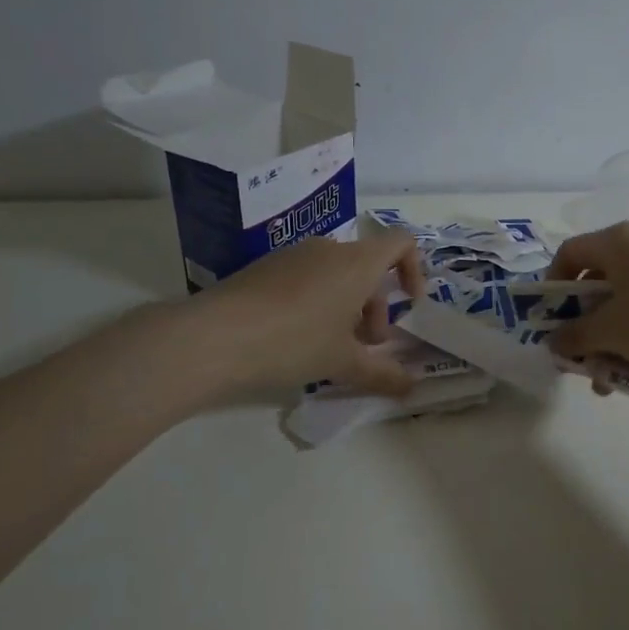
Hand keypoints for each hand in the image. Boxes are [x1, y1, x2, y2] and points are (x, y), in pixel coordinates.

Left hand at [200, 232, 424, 397]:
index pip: (401, 242)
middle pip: (368, 266)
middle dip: (376, 305)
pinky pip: (307, 277)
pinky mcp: (265, 267)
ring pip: (336, 274)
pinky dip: (317, 302)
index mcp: (357, 262)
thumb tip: (412, 386)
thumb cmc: (294, 342)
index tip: (409, 304)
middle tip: (367, 345)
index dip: (414, 269)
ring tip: (332, 348)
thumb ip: (384, 374)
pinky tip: (296, 338)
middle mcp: (328, 249)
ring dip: (347, 306)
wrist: (213, 336)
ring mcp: (293, 255)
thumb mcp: (343, 363)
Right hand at [547, 222, 628, 383]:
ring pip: (624, 303)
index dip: (552, 285)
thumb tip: (554, 343)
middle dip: (582, 325)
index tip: (549, 319)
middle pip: (597, 282)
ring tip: (605, 379)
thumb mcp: (608, 331)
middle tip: (576, 355)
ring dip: (609, 340)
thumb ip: (574, 336)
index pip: (569, 253)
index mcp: (616, 241)